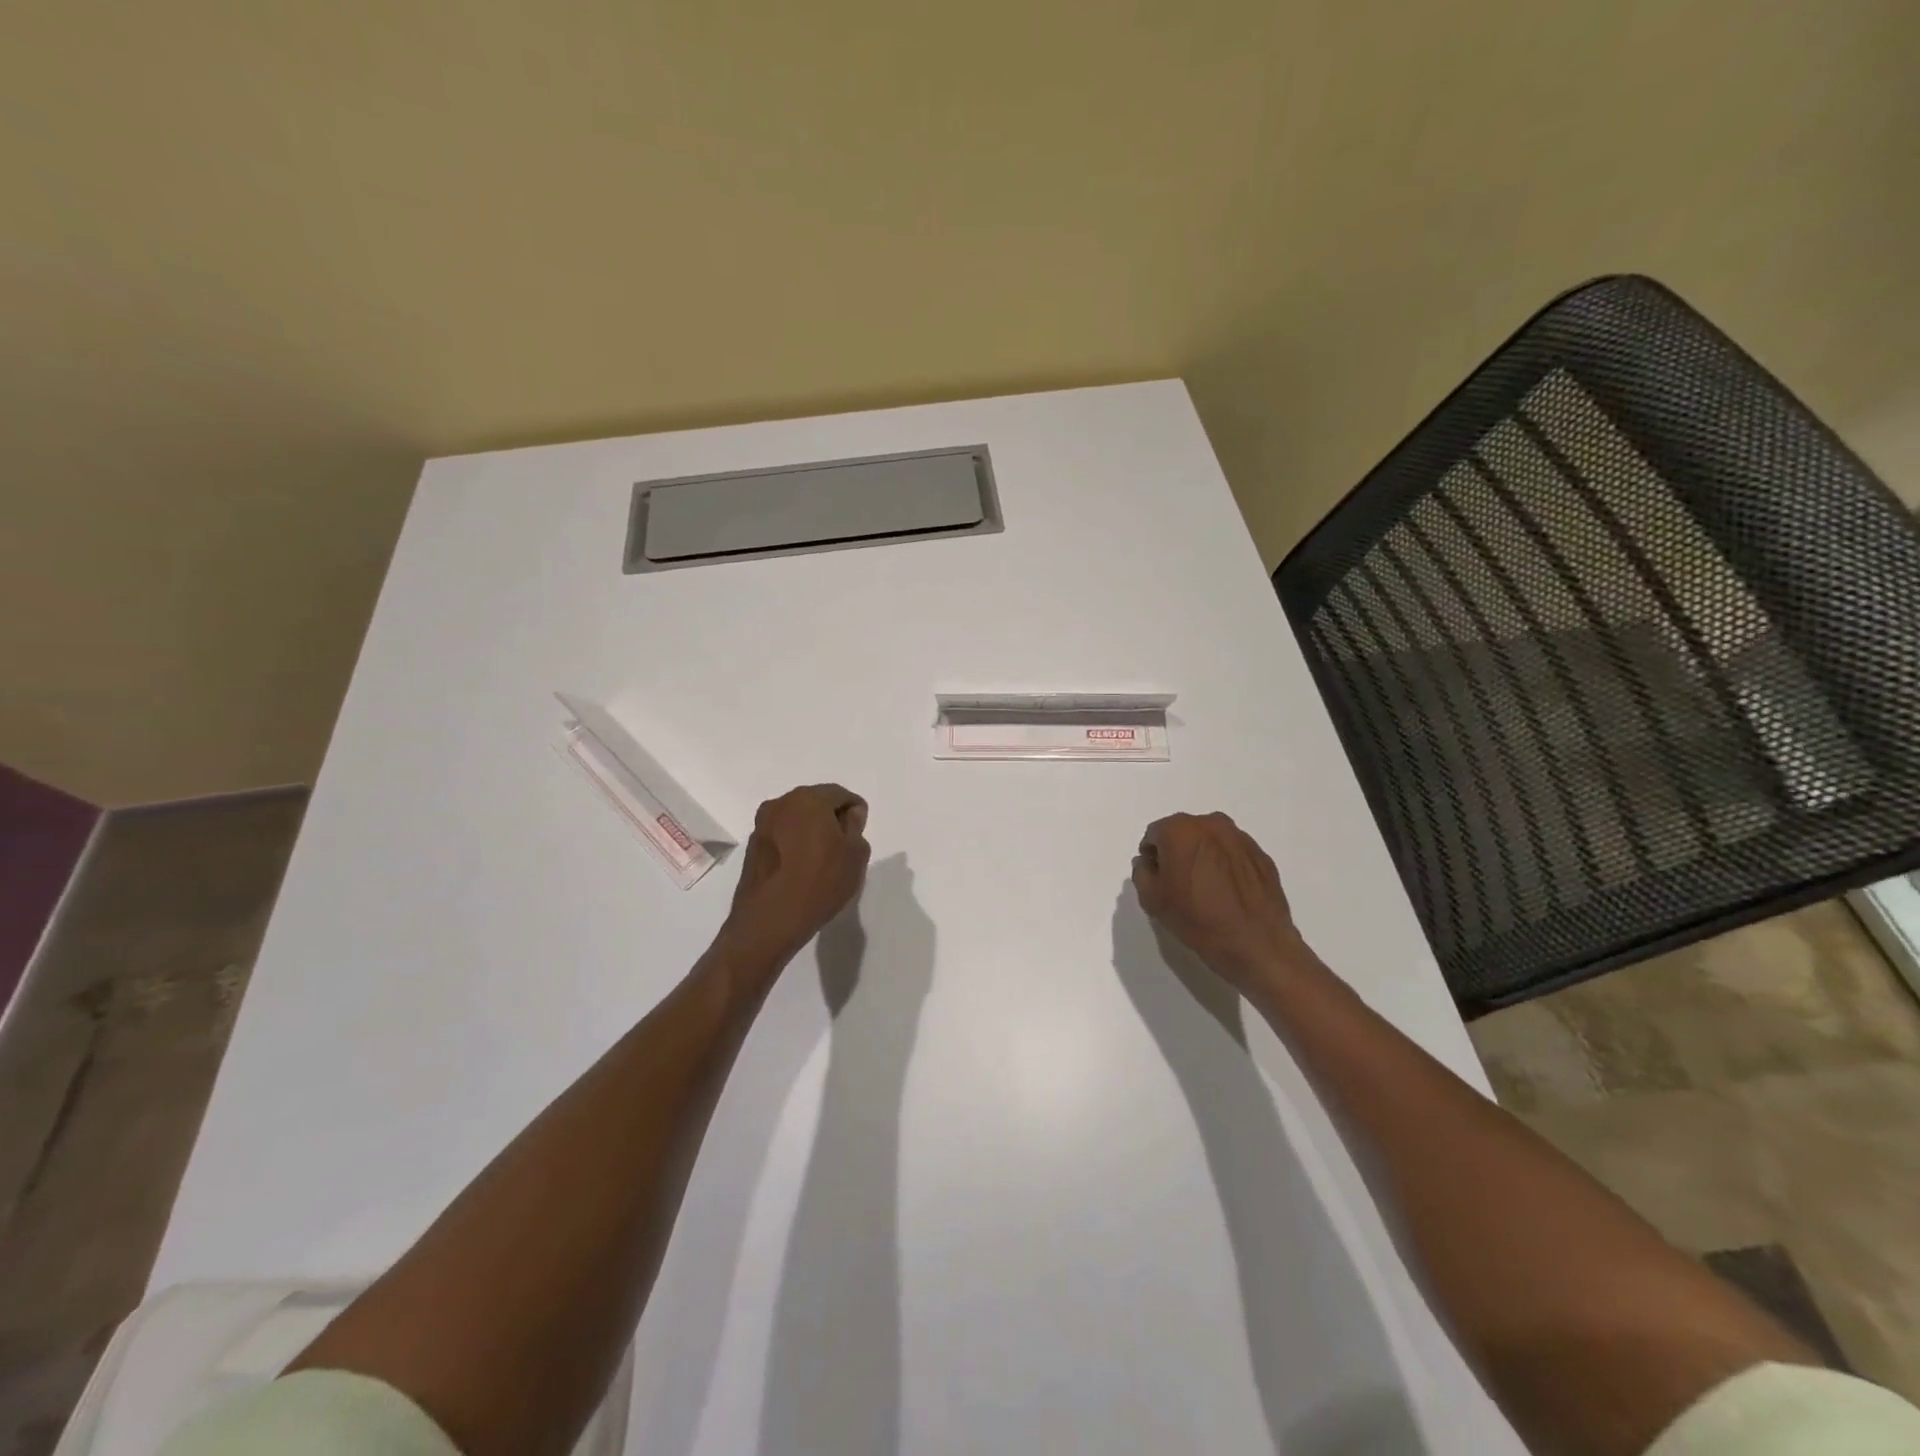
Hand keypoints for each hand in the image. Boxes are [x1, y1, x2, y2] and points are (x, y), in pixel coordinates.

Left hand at [721, 783, 871, 965]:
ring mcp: (762, 825)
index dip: (855, 811)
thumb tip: (848, 815)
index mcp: (808, 799)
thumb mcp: (855, 855)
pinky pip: (782, 836)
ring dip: (810, 831)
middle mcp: (780, 804)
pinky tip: (801, 868)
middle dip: (831, 818)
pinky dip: (794, 844)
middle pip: (815, 803)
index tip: (860, 834)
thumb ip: (855, 827)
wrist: (769, 922)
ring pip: (796, 819)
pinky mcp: (752, 847)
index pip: (841, 794)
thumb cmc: (820, 883)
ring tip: (822, 859)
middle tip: (844, 846)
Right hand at [1132, 812, 1308, 990]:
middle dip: (1178, 852)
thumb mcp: (1152, 900)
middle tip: (1180, 883)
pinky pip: (1234, 854)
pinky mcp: (1261, 855)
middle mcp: (1211, 824)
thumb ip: (1142, 873)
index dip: (1152, 857)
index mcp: (1180, 830)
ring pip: (1210, 842)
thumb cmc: (1197, 919)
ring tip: (1206, 889)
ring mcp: (1240, 838)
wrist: (1256, 943)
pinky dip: (1226, 866)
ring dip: (1203, 857)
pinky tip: (1228, 893)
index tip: (1158, 879)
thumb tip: (1148, 862)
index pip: (1154, 835)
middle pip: (1184, 833)